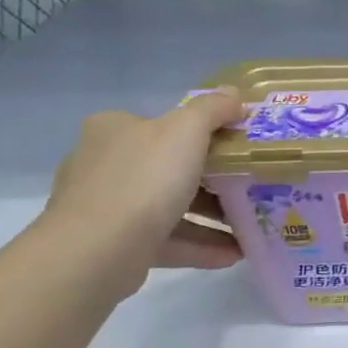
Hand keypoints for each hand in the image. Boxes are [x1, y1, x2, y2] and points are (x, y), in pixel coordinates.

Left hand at [39, 91, 246, 296]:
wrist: (96, 251)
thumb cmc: (143, 179)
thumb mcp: (186, 130)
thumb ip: (212, 109)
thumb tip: (233, 93)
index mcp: (114, 130)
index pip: (162, 124)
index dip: (203, 132)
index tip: (238, 146)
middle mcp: (105, 164)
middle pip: (170, 166)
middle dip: (213, 179)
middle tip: (250, 185)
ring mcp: (107, 207)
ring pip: (170, 206)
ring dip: (212, 216)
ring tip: (250, 225)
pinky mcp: (115, 245)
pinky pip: (168, 240)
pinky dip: (201, 245)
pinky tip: (235, 253)